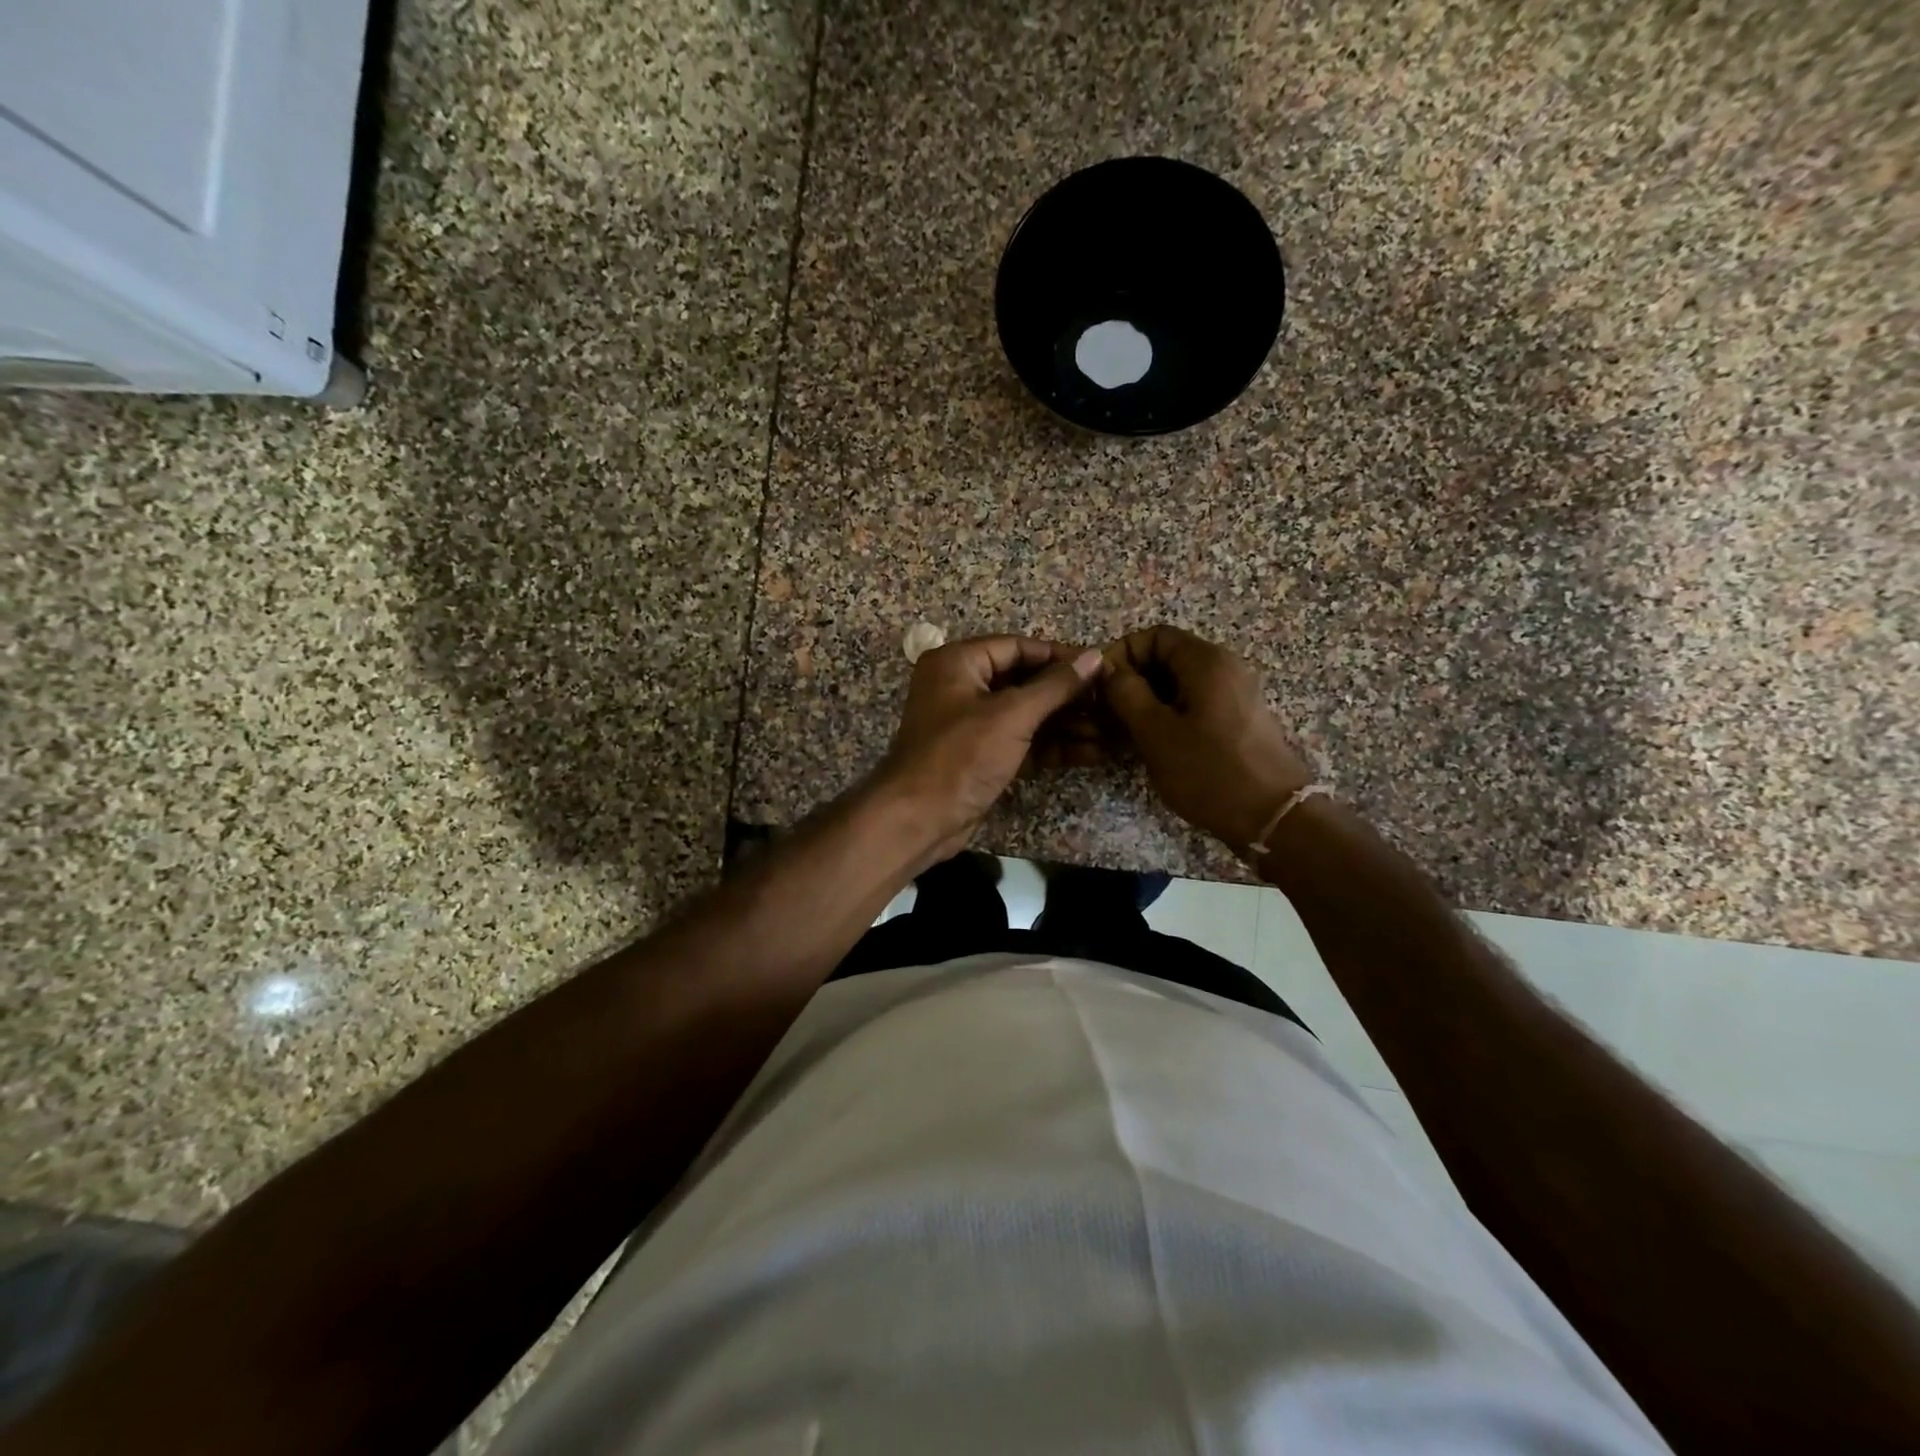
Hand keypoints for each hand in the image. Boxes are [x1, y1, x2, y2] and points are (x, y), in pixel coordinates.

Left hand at [877, 635, 1104, 863]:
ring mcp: (971, 724)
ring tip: (1109, 731)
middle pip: (1024, 681)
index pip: (1017, 647)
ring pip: (1026, 714)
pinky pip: (1022, 741)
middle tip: (1110, 702)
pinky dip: (1052, 746)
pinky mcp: (981, 755)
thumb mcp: (1012, 715)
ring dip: (1066, 724)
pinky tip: (1091, 753)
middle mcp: (962, 687)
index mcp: (958, 663)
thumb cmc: (961, 756)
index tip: (1100, 666)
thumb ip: (1055, 686)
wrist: (919, 819)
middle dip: (1067, 695)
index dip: (1060, 657)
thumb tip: (1094, 657)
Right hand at [1100, 625, 1314, 849]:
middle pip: (1166, 658)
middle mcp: (1224, 668)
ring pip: (1178, 684)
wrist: (1274, 818)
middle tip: (1104, 714)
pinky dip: (1168, 716)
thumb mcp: (1155, 732)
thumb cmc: (1209, 772)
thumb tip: (1107, 669)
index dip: (1121, 655)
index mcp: (1206, 661)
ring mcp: (1235, 694)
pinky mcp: (1238, 720)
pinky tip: (1152, 745)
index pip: (1153, 636)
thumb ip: (1125, 693)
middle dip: (1131, 681)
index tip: (1098, 687)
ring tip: (1122, 734)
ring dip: (1146, 702)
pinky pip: (1195, 703)